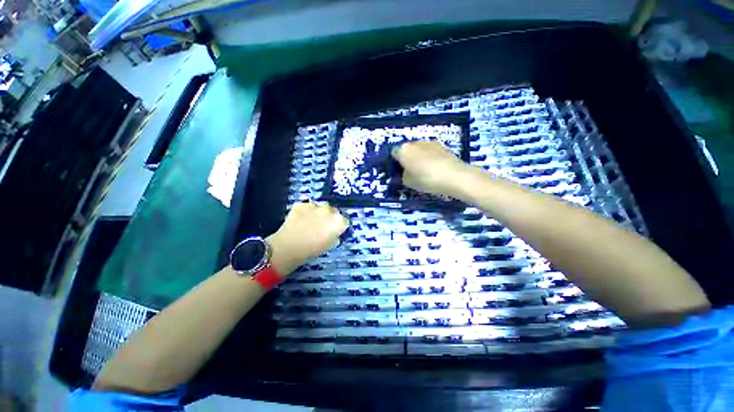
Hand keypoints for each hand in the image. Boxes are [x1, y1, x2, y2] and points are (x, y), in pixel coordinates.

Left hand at [267, 202, 348, 275]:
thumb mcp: (330, 245)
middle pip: (333, 211)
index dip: (339, 226)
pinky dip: (305, 212)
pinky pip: (306, 206)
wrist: (289, 247)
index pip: (344, 221)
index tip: (334, 231)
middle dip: (329, 217)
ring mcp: (315, 205)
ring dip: (318, 212)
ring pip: (320, 206)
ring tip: (310, 222)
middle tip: (322, 226)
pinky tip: (300, 220)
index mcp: (338, 221)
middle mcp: (329, 210)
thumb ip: (335, 236)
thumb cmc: (312, 250)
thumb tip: (334, 233)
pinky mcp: (301, 204)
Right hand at [392, 141, 471, 197]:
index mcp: (403, 150)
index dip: (395, 162)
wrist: (453, 176)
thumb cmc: (426, 179)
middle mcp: (415, 143)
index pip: (394, 153)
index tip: (399, 171)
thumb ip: (403, 175)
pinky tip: (435, 168)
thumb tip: (406, 171)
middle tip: (411, 171)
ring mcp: (429, 142)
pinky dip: (430, 157)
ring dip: (419, 157)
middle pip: (407, 149)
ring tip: (425, 170)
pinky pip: (430, 151)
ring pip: (419, 149)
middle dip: (407, 158)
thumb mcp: (408, 182)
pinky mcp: (442, 145)